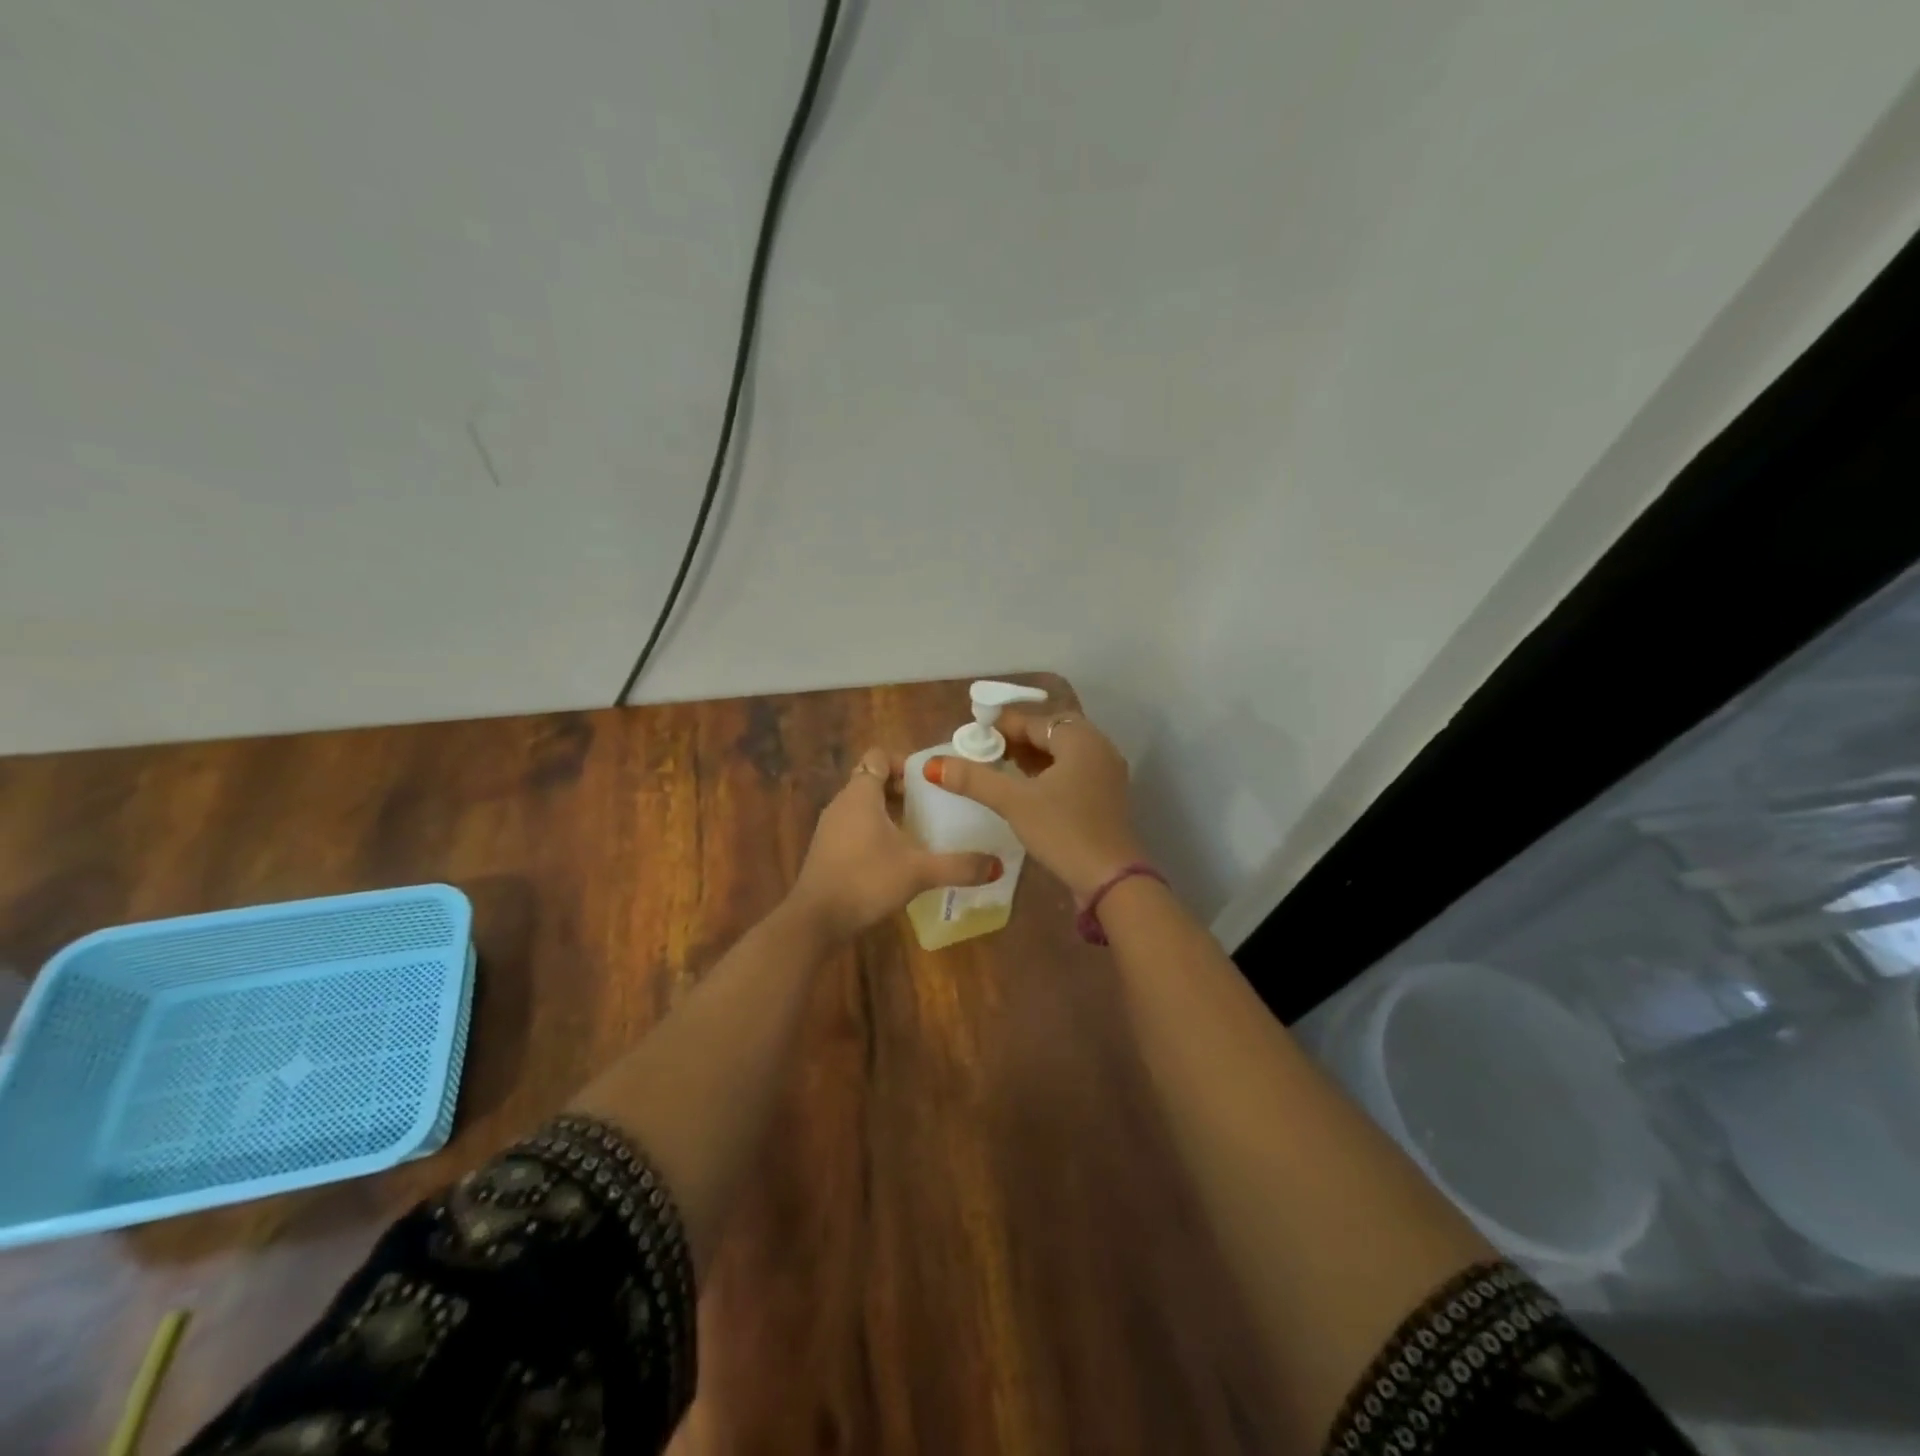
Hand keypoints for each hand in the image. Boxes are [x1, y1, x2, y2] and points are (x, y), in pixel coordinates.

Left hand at [787, 747, 1003, 940]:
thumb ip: (958, 866)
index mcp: (861, 794)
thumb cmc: (866, 881)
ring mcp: (831, 827)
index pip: (879, 756)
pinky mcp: (827, 850)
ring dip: (889, 811)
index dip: (904, 762)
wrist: (816, 920)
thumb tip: (996, 866)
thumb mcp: (918, 872)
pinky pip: (855, 826)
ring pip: (863, 805)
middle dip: (902, 788)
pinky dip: (876, 830)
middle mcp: (842, 803)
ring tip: (920, 829)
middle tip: (933, 805)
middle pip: (872, 780)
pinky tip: (897, 855)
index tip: (930, 781)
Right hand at [923, 711, 1143, 900]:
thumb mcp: (1014, 802)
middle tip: (986, 751)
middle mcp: (1098, 748)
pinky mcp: (1106, 797)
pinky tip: (1027, 789)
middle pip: (1051, 732)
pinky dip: (1049, 773)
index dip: (1002, 726)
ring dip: (1033, 757)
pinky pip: (1073, 772)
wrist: (1111, 879)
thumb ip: (974, 780)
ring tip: (1001, 767)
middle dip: (1017, 739)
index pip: (1034, 721)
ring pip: (1063, 753)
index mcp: (1080, 739)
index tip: (973, 734)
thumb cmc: (1063, 831)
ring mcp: (1106, 773)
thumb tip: (934, 765)